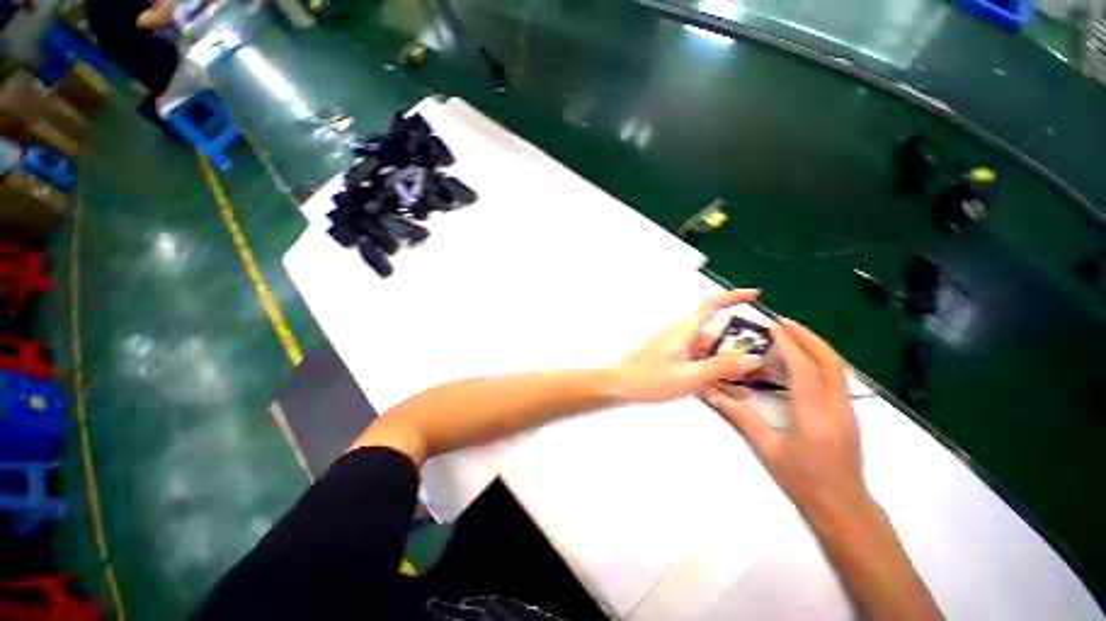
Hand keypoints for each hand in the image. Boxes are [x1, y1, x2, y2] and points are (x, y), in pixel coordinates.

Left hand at [614, 289, 763, 402]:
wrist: (621, 384)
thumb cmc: (650, 378)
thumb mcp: (690, 375)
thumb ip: (721, 367)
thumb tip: (752, 358)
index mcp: (684, 330)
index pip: (711, 304)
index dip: (733, 297)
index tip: (754, 295)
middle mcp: (682, 333)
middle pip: (715, 333)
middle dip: (738, 345)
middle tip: (759, 362)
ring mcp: (676, 345)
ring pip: (708, 349)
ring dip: (726, 362)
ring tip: (746, 382)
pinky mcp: (672, 356)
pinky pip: (698, 358)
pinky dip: (712, 369)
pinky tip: (725, 388)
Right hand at [703, 318, 868, 521]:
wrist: (843, 506)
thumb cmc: (803, 480)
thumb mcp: (767, 448)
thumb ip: (739, 416)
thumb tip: (710, 393)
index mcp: (814, 413)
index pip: (804, 368)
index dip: (788, 344)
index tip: (772, 326)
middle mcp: (836, 405)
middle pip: (828, 360)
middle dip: (807, 336)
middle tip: (783, 321)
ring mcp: (847, 408)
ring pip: (837, 367)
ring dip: (816, 345)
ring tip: (792, 334)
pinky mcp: (849, 413)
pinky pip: (837, 377)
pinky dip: (821, 360)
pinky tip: (804, 361)